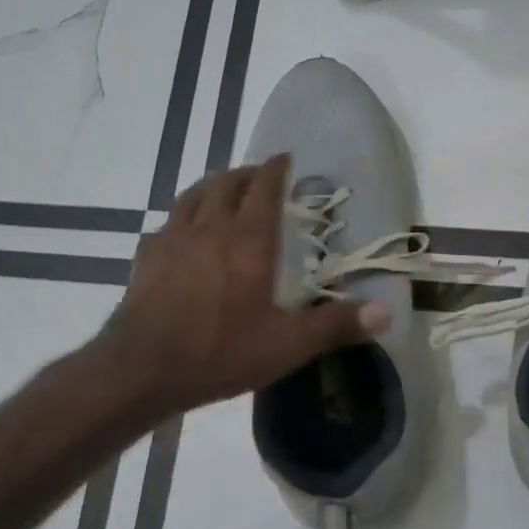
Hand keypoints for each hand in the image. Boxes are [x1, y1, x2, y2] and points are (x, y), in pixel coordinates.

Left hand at [94, 156, 387, 417]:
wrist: (141, 370)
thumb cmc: (220, 352)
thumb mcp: (287, 345)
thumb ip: (336, 325)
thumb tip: (387, 312)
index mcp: (247, 240)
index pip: (264, 188)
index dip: (277, 169)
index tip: (287, 158)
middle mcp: (209, 228)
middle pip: (227, 183)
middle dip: (247, 174)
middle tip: (261, 178)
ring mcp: (173, 240)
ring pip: (193, 196)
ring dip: (213, 187)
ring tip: (225, 193)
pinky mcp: (146, 259)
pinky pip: (167, 224)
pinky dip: (182, 218)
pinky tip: (183, 235)